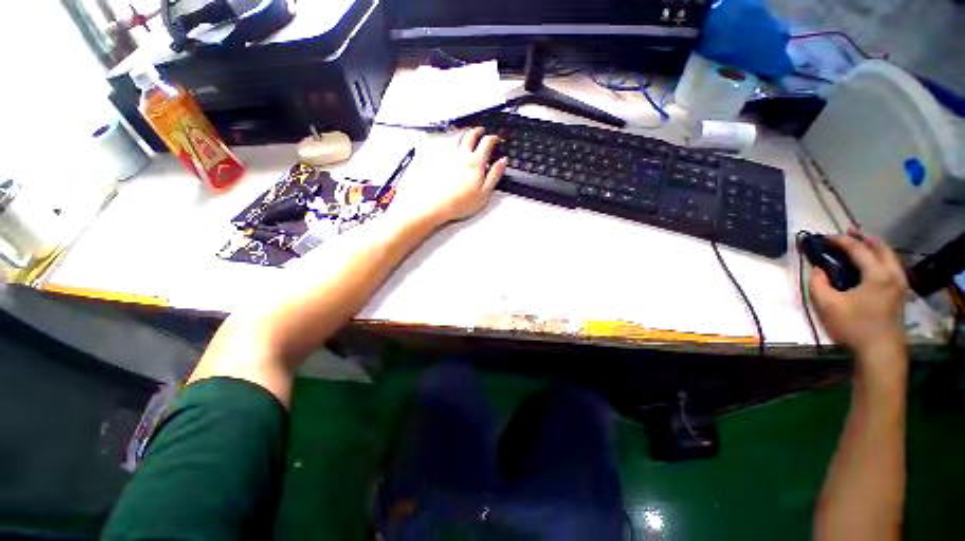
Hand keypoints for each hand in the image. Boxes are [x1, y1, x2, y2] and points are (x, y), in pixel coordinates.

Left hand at [389, 127, 506, 227]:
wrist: (437, 205)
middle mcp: (462, 155)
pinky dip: (453, 139)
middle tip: (482, 131)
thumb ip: (495, 175)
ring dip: (465, 132)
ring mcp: (449, 156)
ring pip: (458, 136)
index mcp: (476, 162)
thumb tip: (503, 161)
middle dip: (478, 131)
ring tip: (468, 132)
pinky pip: (447, 143)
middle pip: (471, 135)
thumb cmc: (462, 202)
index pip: (487, 143)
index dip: (493, 138)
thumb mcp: (485, 192)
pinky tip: (453, 143)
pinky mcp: (439, 160)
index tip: (496, 139)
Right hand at [809, 230, 907, 358]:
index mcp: (877, 274)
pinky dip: (880, 259)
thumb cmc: (853, 326)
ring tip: (859, 245)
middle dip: (863, 238)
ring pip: (889, 256)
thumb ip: (818, 283)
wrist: (879, 351)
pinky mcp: (900, 293)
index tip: (824, 238)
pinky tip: (870, 264)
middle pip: (880, 247)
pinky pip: (891, 266)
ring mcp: (900, 284)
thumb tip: (819, 269)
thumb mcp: (826, 305)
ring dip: (874, 247)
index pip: (858, 249)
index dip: (840, 241)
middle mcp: (893, 274)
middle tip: (846, 234)